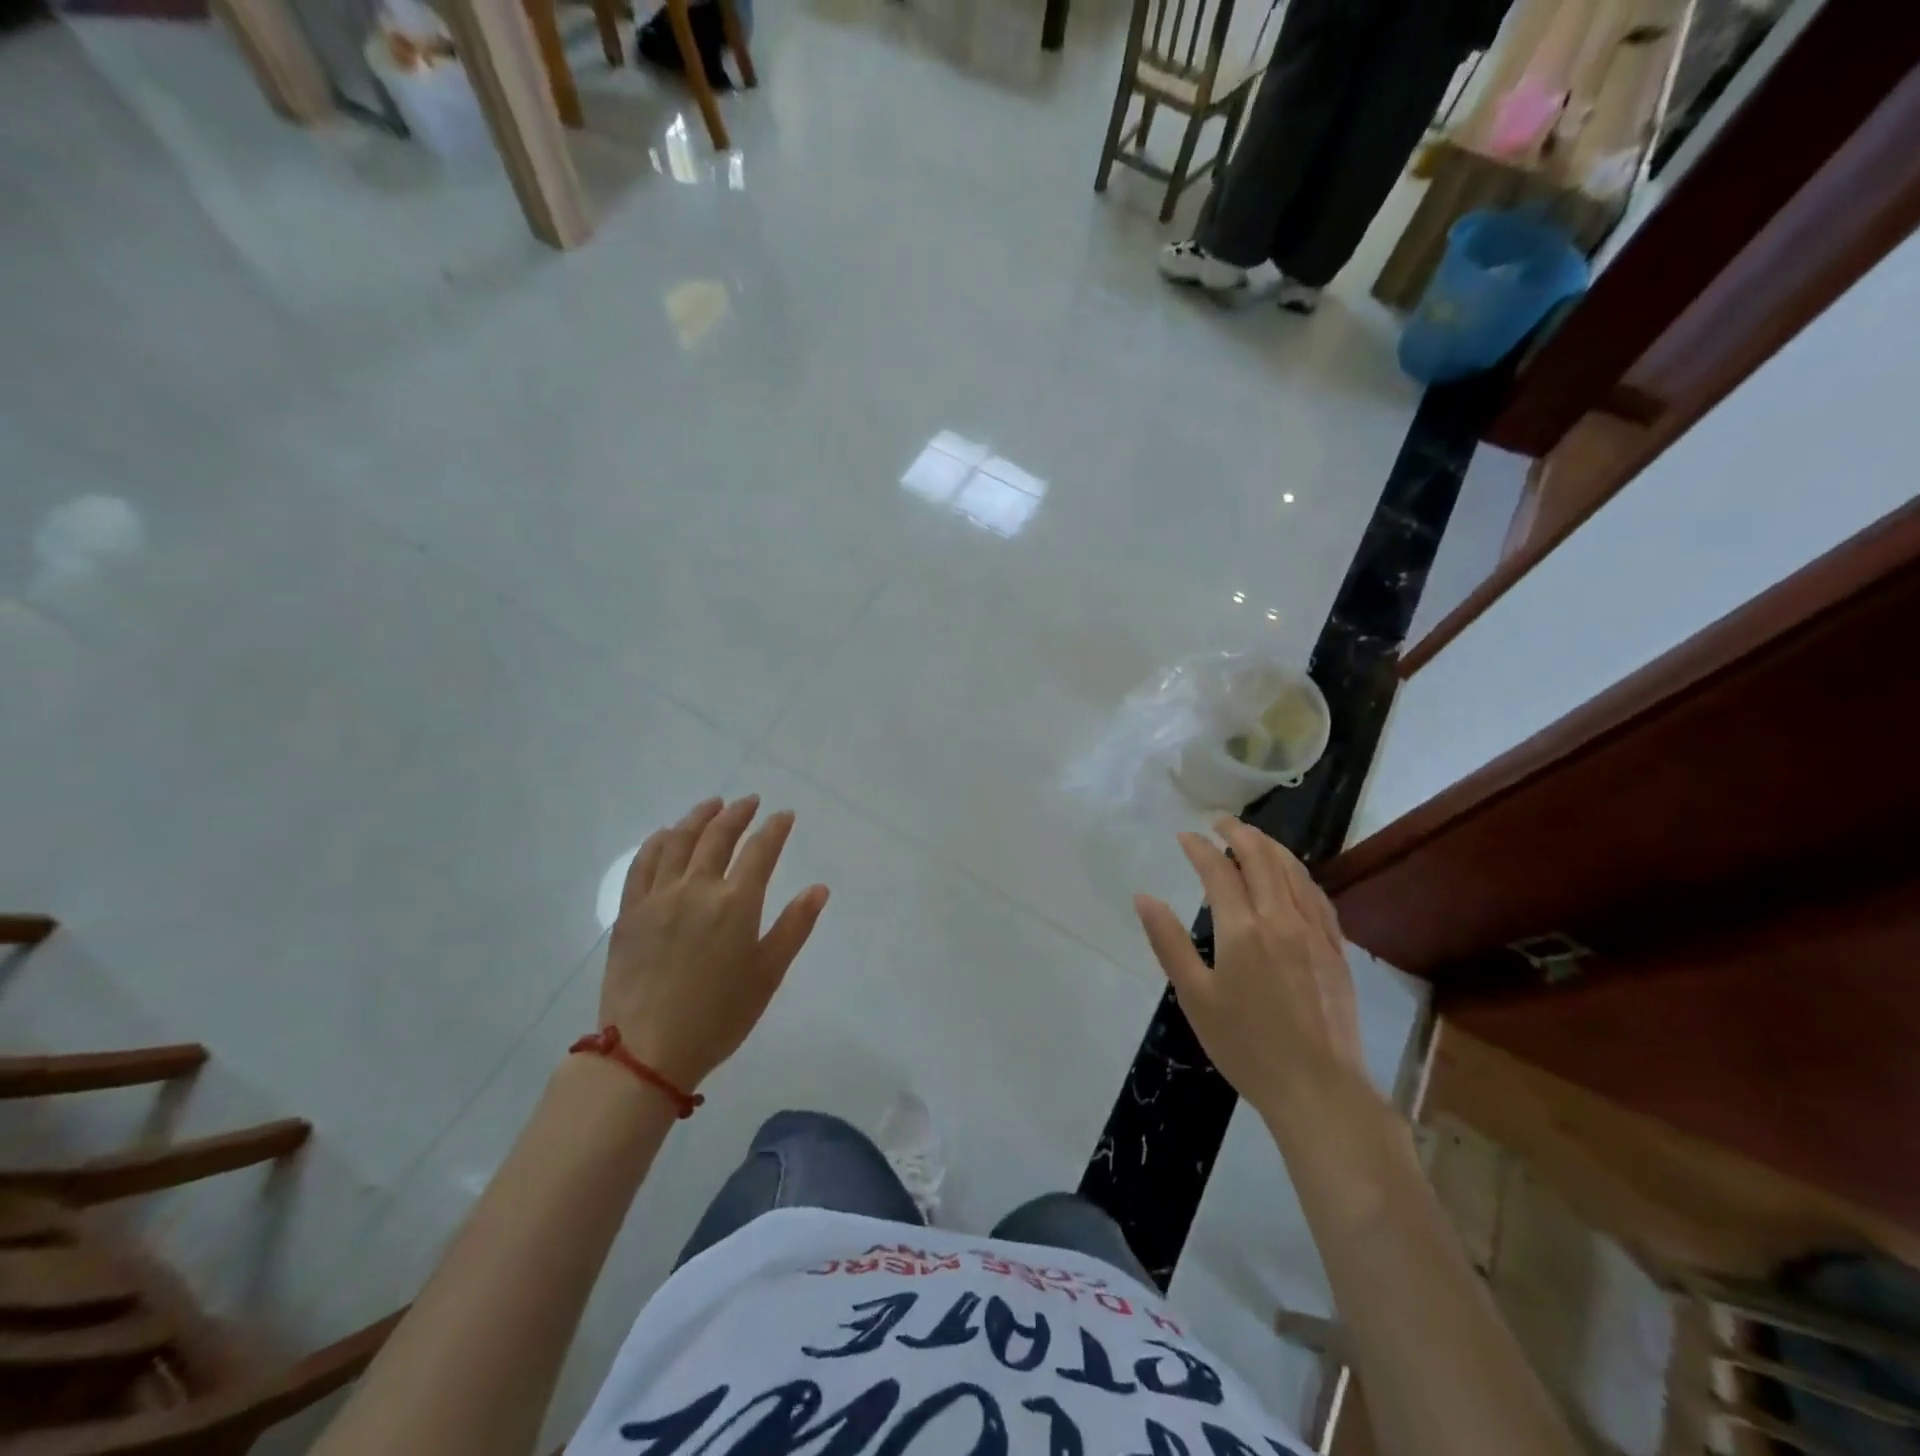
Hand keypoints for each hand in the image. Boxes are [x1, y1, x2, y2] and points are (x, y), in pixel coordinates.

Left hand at [601, 795, 828, 1091]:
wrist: (647, 1051)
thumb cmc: (718, 1017)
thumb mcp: (768, 975)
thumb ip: (794, 927)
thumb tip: (819, 889)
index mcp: (736, 904)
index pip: (761, 851)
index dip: (775, 828)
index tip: (784, 815)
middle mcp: (697, 888)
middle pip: (718, 836)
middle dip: (738, 813)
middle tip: (750, 801)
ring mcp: (658, 897)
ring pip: (678, 841)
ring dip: (698, 817)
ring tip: (712, 805)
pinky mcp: (629, 911)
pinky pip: (642, 864)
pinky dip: (657, 842)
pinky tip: (665, 835)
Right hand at [1134, 819, 1366, 1119]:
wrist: (1318, 1088)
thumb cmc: (1246, 1045)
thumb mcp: (1194, 997)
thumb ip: (1168, 942)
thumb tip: (1144, 897)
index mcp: (1243, 929)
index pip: (1218, 871)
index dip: (1199, 848)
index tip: (1185, 836)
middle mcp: (1282, 918)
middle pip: (1262, 859)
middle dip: (1239, 834)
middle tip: (1220, 822)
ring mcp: (1315, 932)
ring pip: (1294, 871)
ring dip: (1271, 847)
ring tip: (1253, 838)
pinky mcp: (1336, 949)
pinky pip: (1318, 895)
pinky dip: (1299, 874)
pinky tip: (1293, 876)